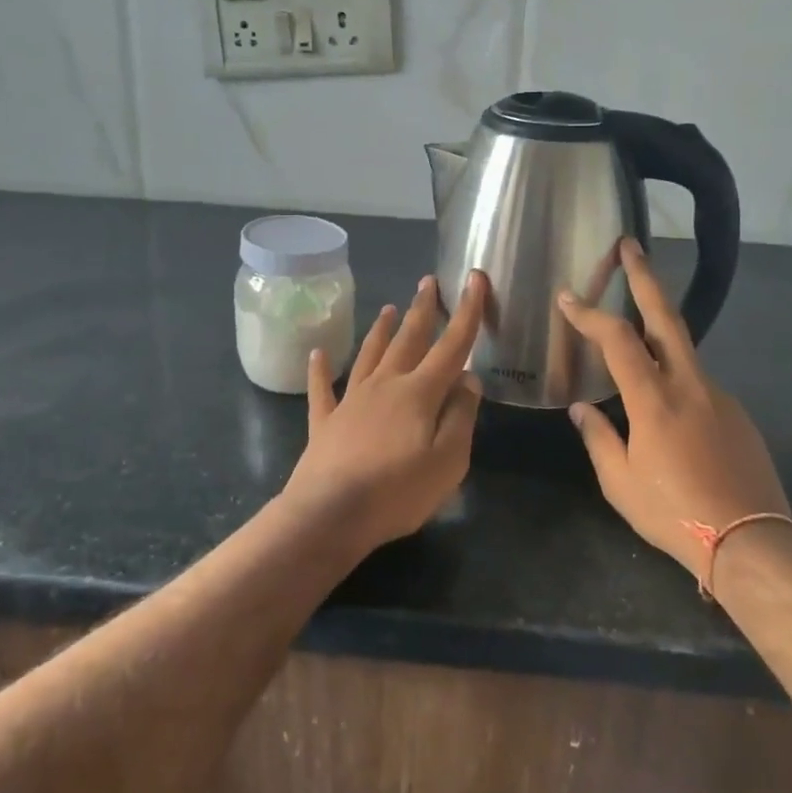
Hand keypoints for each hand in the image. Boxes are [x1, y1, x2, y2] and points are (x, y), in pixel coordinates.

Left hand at [282, 271, 488, 551]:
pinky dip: (319, 370)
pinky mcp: (325, 422)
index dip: (467, 312)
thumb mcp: (448, 460)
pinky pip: (321, 389)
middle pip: (407, 340)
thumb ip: (461, 415)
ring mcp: (350, 401)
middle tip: (428, 281)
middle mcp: (384, 385)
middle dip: (422, 309)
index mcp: (419, 393)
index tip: (474, 278)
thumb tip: (468, 377)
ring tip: (389, 308)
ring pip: (369, 355)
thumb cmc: (398, 491)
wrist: (330, 514)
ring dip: (381, 330)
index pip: (451, 346)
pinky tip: (317, 353)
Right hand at [557, 239, 789, 575]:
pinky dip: (676, 380)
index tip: (568, 297)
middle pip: (666, 316)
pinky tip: (669, 411)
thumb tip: (581, 409)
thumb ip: (598, 438)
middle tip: (630, 246)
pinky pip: (698, 385)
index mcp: (653, 399)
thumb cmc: (674, 513)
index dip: (589, 313)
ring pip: (684, 351)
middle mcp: (689, 385)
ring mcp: (719, 396)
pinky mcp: (737, 414)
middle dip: (645, 277)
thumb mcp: (620, 482)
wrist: (751, 542)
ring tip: (635, 341)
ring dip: (658, 333)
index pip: (616, 339)